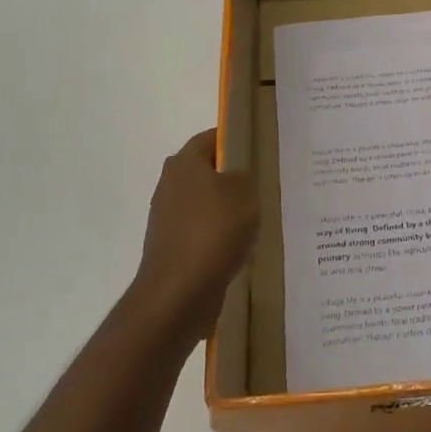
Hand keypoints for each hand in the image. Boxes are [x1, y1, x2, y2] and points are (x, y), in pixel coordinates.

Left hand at [133, 129, 258, 346]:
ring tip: (257, 218)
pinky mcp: (171, 247)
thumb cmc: (214, 231)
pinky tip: (240, 246)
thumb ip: (246, 175)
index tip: (259, 150)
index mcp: (184, 163)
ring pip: (205, 203)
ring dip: (226, 209)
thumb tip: (239, 176)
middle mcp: (170, 185)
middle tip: (263, 184)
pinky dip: (218, 236)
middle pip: (206, 171)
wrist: (179, 293)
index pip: (211, 138)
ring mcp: (167, 218)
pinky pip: (201, 231)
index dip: (235, 140)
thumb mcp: (245, 192)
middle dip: (232, 177)